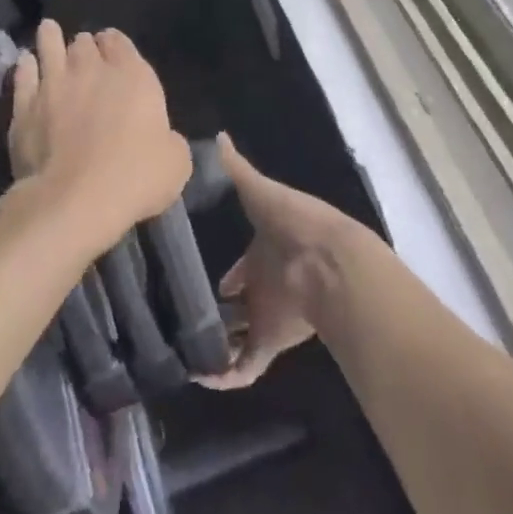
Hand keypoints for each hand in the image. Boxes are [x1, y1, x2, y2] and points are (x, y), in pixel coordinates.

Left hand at [8, 20, 190, 246]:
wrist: (76, 199)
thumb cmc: (136, 177)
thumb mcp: (176, 162)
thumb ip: (170, 140)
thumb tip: (163, 138)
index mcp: (134, 76)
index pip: (121, 43)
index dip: (115, 44)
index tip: (112, 48)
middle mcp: (91, 70)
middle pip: (84, 44)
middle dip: (85, 44)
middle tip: (83, 50)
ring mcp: (53, 85)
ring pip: (49, 47)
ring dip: (51, 38)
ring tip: (49, 31)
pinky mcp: (24, 107)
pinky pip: (23, 75)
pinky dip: (26, 66)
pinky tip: (25, 63)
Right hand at [198, 134, 364, 388]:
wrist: (330, 263)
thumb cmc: (294, 222)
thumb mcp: (260, 191)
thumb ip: (236, 169)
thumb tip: (217, 136)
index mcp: (265, 251)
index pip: (243, 266)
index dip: (228, 275)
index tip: (201, 281)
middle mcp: (267, 285)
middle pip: (243, 303)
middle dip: (222, 311)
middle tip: (186, 316)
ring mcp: (268, 314)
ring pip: (241, 335)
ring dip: (218, 345)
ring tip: (181, 350)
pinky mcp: (271, 341)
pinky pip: (246, 366)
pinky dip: (226, 376)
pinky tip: (199, 377)